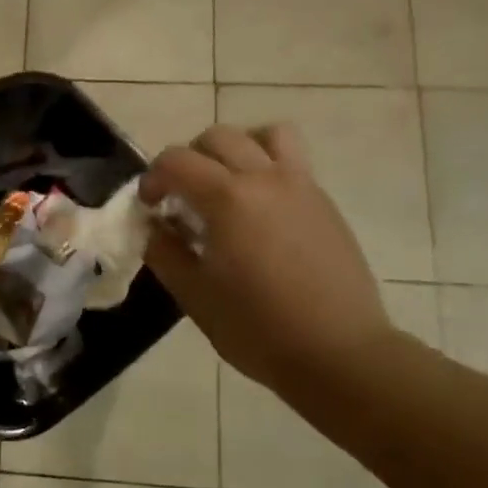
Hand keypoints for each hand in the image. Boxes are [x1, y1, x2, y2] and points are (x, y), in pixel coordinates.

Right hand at [140, 124, 396, 401]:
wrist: (338, 353)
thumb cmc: (257, 328)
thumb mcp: (195, 295)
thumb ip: (166, 252)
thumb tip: (155, 227)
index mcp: (228, 198)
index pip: (177, 161)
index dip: (153, 178)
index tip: (149, 207)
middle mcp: (265, 178)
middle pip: (218, 137)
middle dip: (189, 159)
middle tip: (181, 196)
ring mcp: (302, 186)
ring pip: (266, 135)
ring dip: (237, 148)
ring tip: (226, 184)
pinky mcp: (324, 203)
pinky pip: (292, 160)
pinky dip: (267, 166)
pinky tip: (259, 210)